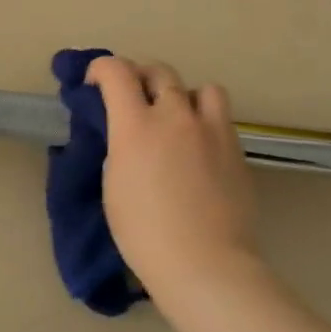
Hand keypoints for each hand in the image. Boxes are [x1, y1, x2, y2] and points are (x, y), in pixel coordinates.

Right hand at [87, 56, 262, 302]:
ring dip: (182, 95)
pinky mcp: (236, 148)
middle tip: (131, 98)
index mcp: (136, 126)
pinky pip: (220, 117)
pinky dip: (204, 121)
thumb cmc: (144, 233)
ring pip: (199, 87)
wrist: (205, 263)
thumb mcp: (113, 184)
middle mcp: (175, 116)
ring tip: (175, 118)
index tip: (94, 82)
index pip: (116, 72)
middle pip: (159, 71)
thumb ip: (118, 148)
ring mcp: (211, 130)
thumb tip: (124, 135)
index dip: (101, 68)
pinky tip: (197, 147)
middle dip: (140, 77)